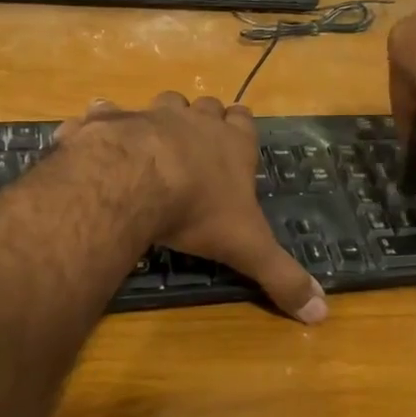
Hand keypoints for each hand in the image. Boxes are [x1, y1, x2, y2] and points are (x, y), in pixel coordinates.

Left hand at [55, 93, 327, 323]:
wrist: (135, 181)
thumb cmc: (199, 210)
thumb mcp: (248, 249)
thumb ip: (283, 277)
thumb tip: (321, 314)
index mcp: (231, 144)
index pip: (245, 121)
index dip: (241, 126)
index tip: (237, 134)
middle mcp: (194, 122)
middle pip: (206, 107)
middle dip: (203, 119)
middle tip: (196, 144)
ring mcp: (150, 115)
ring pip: (163, 102)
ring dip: (160, 117)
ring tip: (152, 141)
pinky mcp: (109, 119)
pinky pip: (105, 111)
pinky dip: (101, 122)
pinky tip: (94, 136)